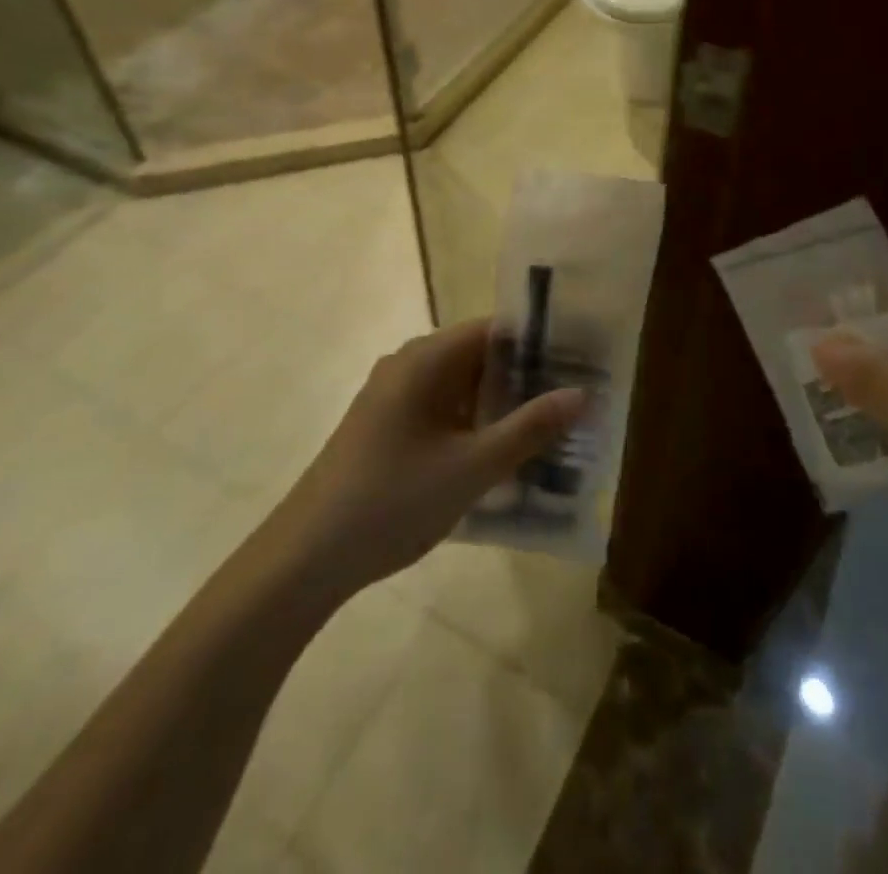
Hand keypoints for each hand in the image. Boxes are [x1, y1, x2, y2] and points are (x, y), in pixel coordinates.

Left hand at [272, 319, 584, 596]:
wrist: (305, 559)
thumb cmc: (392, 501)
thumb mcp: (472, 467)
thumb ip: (529, 428)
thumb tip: (582, 394)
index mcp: (426, 359)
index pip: (496, 329)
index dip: (540, 342)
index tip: (581, 362)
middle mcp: (409, 365)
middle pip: (480, 356)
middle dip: (527, 378)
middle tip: (575, 400)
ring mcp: (395, 397)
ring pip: (463, 386)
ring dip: (502, 405)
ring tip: (552, 428)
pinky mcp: (388, 427)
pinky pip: (443, 411)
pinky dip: (475, 424)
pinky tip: (504, 454)